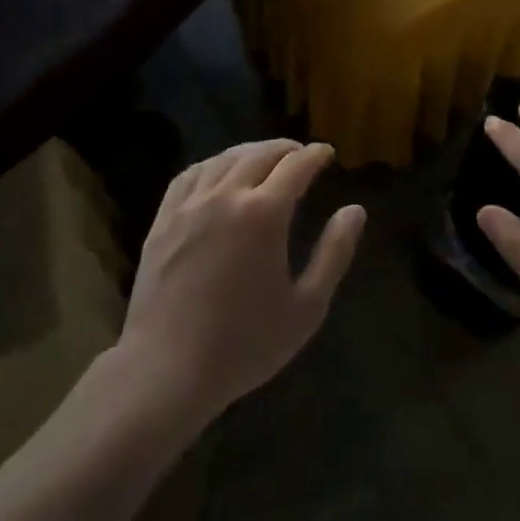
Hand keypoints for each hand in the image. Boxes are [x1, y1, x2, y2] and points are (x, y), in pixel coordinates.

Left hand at [119, 140, 365, 422]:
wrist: (166, 371)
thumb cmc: (244, 345)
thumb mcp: (306, 308)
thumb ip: (334, 253)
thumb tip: (355, 210)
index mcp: (264, 213)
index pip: (296, 165)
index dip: (315, 154)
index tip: (327, 153)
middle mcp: (227, 195)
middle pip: (260, 154)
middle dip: (286, 149)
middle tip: (301, 154)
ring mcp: (190, 204)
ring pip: (225, 158)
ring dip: (251, 152)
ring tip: (265, 158)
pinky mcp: (164, 219)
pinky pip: (191, 174)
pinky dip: (213, 164)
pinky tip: (219, 172)